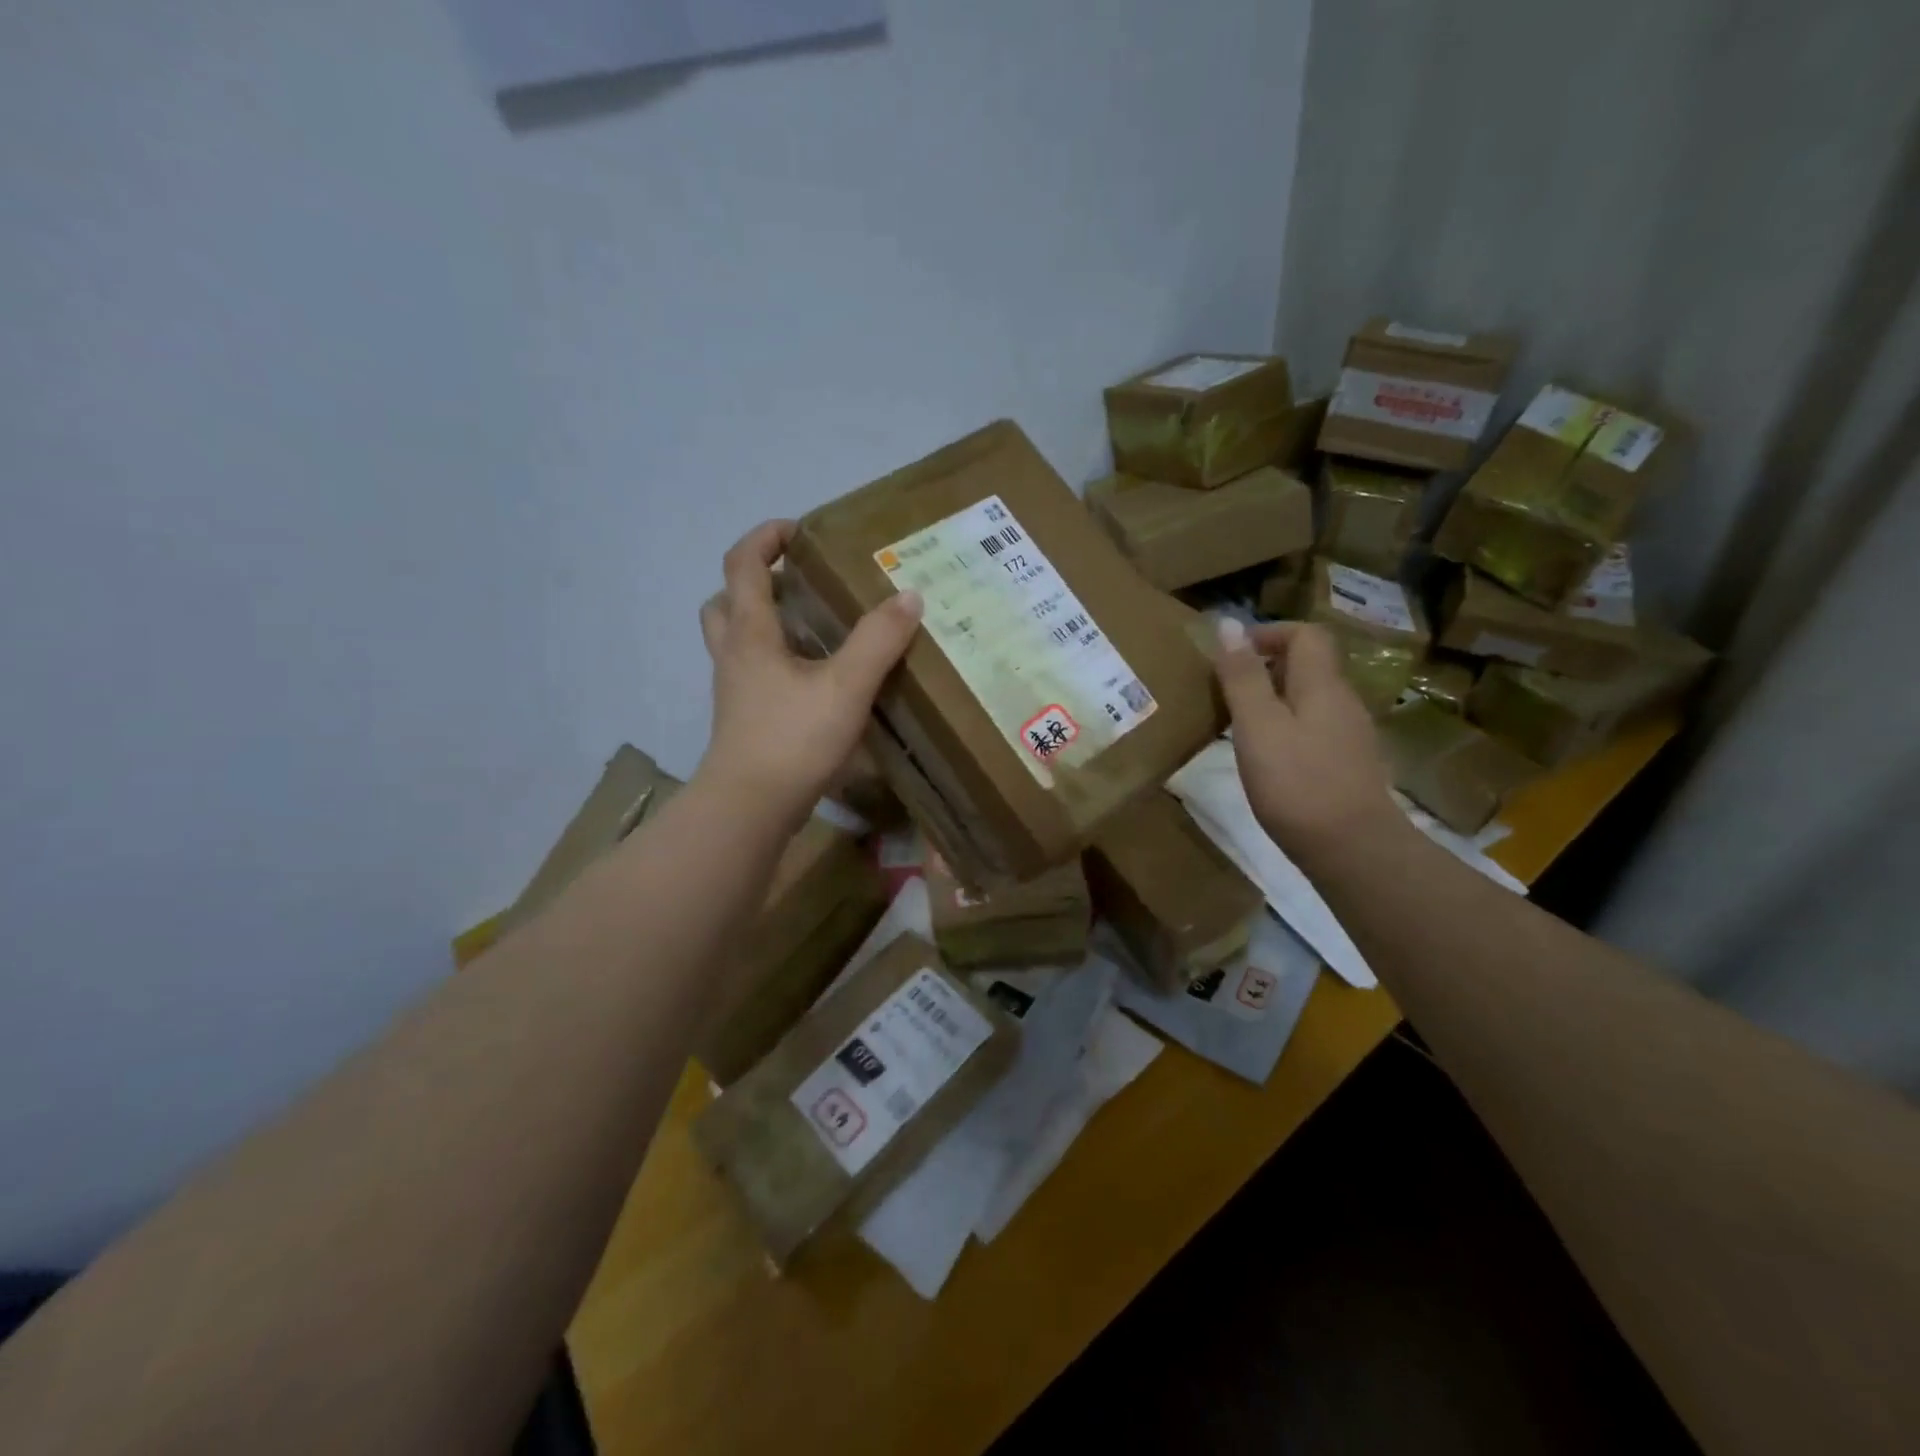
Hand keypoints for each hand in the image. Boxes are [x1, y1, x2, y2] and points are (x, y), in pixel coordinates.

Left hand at [696, 520, 923, 820]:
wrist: (750, 807)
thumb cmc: (793, 738)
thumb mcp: (846, 686)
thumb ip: (878, 640)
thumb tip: (908, 596)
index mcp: (750, 633)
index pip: (742, 564)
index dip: (765, 537)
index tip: (799, 531)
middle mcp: (734, 654)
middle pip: (726, 601)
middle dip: (756, 581)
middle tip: (798, 584)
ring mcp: (734, 690)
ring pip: (735, 639)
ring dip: (762, 622)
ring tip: (810, 628)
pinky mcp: (744, 719)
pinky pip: (751, 672)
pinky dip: (774, 660)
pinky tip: (813, 678)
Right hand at [1212, 617, 1398, 857]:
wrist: (1353, 850)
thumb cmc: (1297, 783)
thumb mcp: (1257, 726)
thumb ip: (1242, 676)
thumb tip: (1228, 623)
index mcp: (1322, 685)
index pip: (1306, 635)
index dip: (1269, 633)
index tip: (1231, 654)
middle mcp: (1342, 702)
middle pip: (1309, 665)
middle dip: (1266, 666)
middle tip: (1226, 689)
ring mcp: (1349, 736)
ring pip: (1310, 698)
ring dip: (1273, 698)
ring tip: (1237, 722)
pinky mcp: (1346, 766)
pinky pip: (1313, 728)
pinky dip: (1286, 727)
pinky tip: (1265, 756)